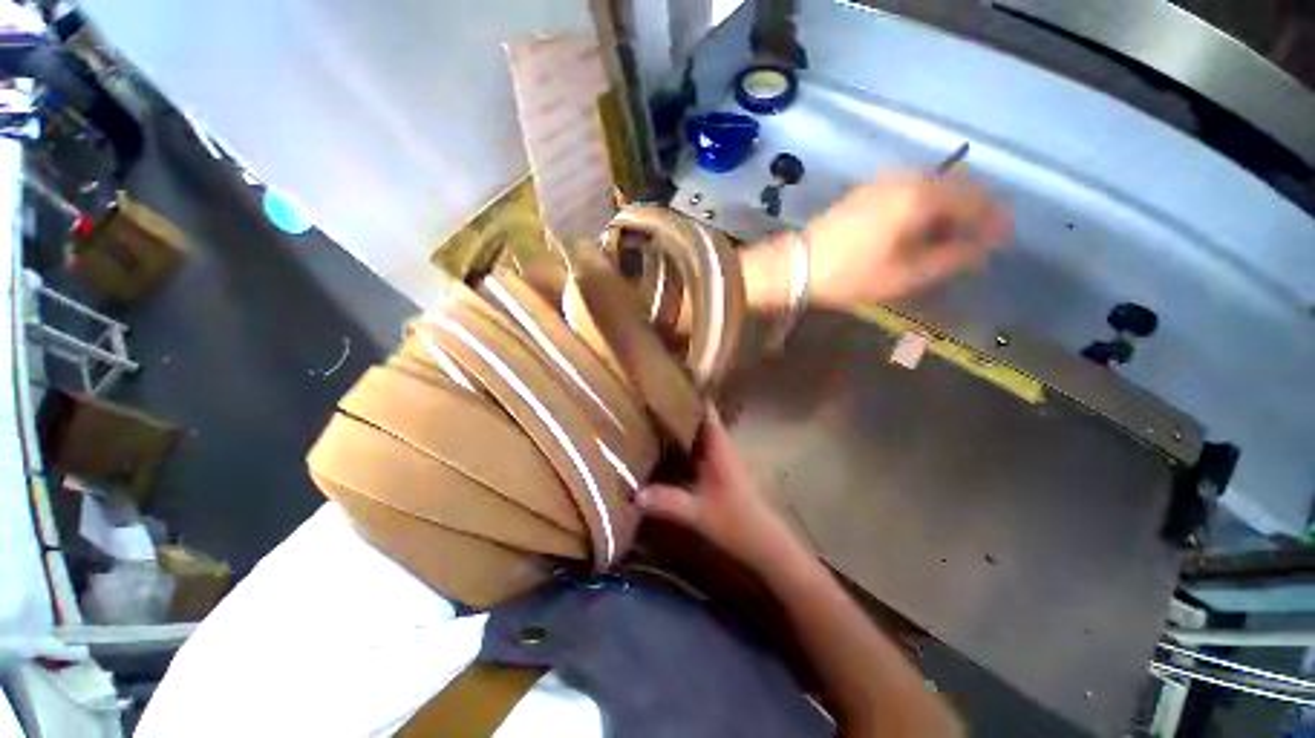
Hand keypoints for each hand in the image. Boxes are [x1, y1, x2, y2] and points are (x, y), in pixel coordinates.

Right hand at [638, 407, 796, 569]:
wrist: (764, 542)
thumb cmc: (735, 522)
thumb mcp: (697, 513)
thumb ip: (666, 501)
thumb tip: (633, 493)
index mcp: (719, 445)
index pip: (705, 408)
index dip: (688, 394)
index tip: (663, 384)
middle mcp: (721, 444)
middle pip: (699, 417)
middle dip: (677, 408)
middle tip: (648, 401)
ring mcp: (722, 456)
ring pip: (699, 431)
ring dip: (680, 425)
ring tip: (651, 418)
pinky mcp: (720, 468)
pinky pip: (699, 446)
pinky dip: (684, 442)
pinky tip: (665, 447)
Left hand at [743, 171, 1012, 310]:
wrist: (795, 266)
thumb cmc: (849, 274)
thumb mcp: (905, 275)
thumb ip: (950, 258)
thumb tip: (981, 248)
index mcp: (921, 196)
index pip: (974, 199)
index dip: (993, 219)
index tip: (1003, 239)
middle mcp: (905, 179)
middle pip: (954, 188)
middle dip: (972, 212)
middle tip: (978, 240)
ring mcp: (881, 182)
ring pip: (930, 188)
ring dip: (946, 209)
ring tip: (950, 238)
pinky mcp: (864, 191)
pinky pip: (907, 191)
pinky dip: (922, 206)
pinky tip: (919, 228)